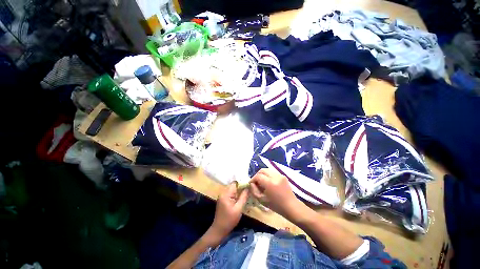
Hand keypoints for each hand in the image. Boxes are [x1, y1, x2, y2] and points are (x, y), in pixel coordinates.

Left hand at [207, 182, 248, 242]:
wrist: (219, 230)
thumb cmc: (229, 220)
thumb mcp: (239, 209)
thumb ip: (243, 197)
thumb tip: (248, 187)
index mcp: (226, 194)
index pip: (235, 183)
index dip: (242, 183)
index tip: (249, 185)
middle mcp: (223, 193)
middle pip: (233, 185)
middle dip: (241, 186)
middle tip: (249, 189)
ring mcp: (222, 196)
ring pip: (232, 189)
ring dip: (239, 191)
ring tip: (246, 193)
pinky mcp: (223, 199)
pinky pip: (230, 193)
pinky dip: (236, 194)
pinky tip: (241, 197)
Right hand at [249, 169, 301, 219]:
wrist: (291, 206)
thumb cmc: (276, 205)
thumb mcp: (261, 200)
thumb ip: (254, 190)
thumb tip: (251, 183)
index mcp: (270, 183)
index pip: (258, 176)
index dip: (253, 179)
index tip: (251, 184)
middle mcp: (275, 176)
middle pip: (262, 170)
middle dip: (257, 175)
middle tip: (255, 182)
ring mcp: (280, 175)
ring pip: (267, 170)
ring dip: (262, 174)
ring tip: (261, 181)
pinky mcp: (283, 175)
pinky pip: (272, 172)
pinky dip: (268, 175)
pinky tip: (267, 181)